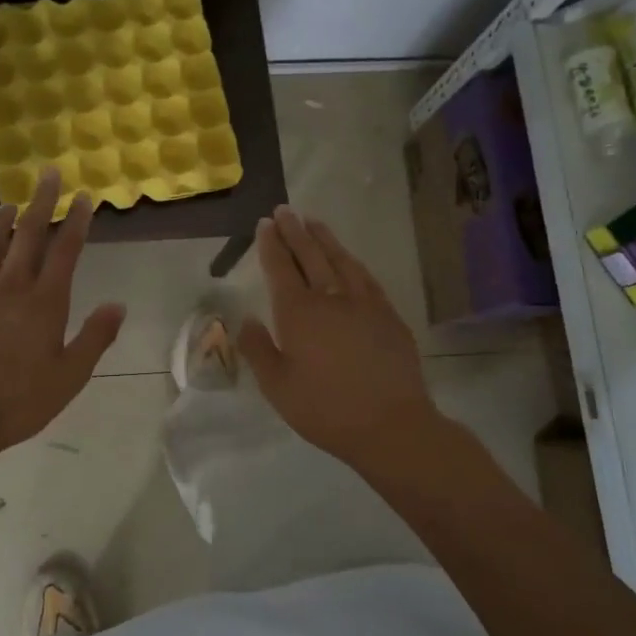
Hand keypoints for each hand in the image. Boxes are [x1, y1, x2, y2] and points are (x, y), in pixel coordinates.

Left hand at [0, 168, 124, 463]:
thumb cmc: (19, 402)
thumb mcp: (70, 376)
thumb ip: (95, 337)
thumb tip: (119, 305)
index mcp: (44, 303)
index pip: (65, 251)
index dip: (76, 221)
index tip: (84, 197)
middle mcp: (10, 288)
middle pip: (28, 235)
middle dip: (41, 202)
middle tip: (48, 174)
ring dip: (3, 221)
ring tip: (10, 204)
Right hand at [238, 206, 442, 472]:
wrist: (390, 424)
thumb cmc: (325, 409)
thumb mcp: (277, 387)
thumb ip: (258, 349)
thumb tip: (245, 319)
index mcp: (298, 314)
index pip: (280, 269)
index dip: (271, 245)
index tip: (264, 224)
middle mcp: (330, 298)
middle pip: (309, 256)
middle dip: (295, 231)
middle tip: (284, 210)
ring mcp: (363, 303)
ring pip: (340, 260)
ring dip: (324, 238)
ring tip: (313, 221)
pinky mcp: (387, 314)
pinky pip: (365, 277)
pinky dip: (351, 261)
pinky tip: (348, 258)